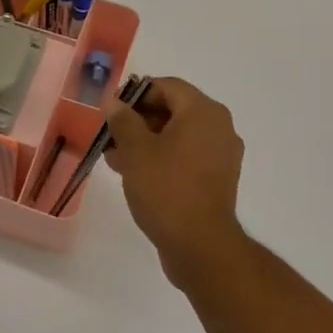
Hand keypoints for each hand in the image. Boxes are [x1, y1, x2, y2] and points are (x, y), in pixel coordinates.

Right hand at [105, 78, 245, 287]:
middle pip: (173, 109)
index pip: (166, 86)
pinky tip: (136, 174)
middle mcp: (219, 126)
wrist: (201, 246)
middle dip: (138, 120)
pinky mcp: (218, 178)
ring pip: (178, 135)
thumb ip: (123, 119)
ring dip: (147, 141)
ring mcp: (222, 154)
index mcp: (203, 111)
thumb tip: (114, 101)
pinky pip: (187, 155)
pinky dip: (163, 157)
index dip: (134, 94)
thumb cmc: (166, 189)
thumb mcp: (135, 150)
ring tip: (116, 159)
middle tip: (110, 136)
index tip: (110, 111)